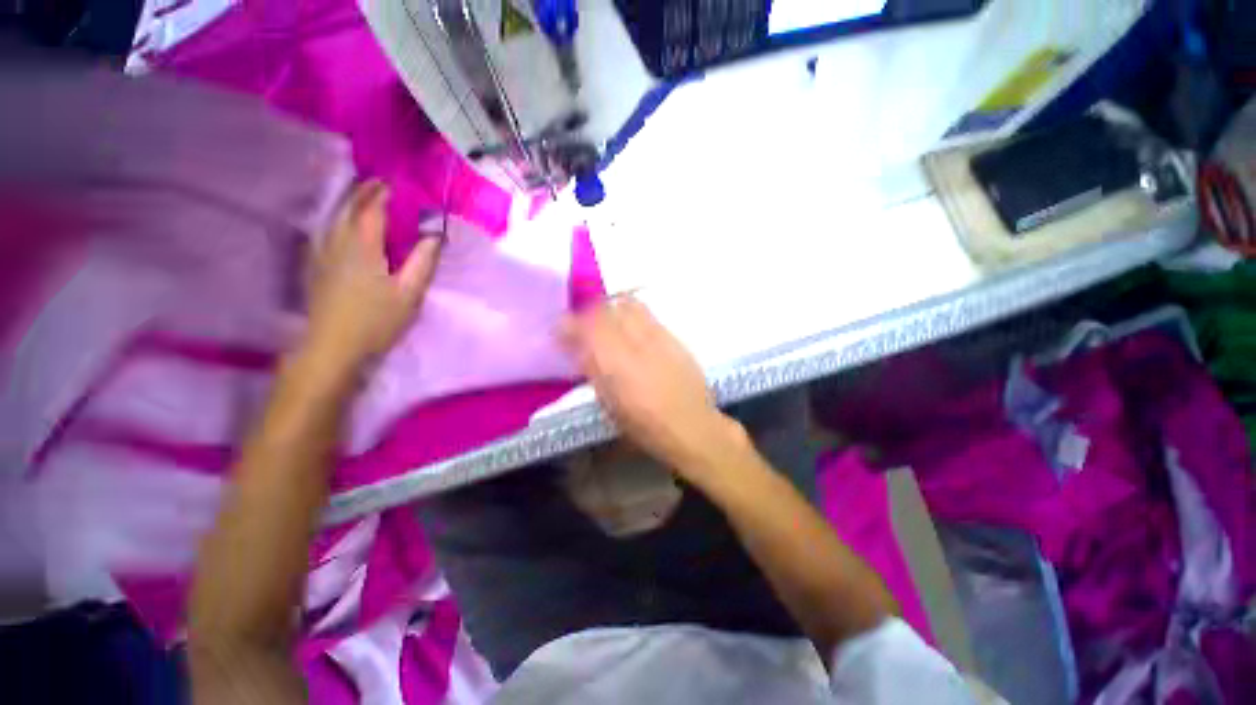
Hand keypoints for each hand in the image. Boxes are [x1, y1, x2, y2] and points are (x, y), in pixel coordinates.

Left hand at [304, 181, 441, 376]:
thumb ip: (423, 262)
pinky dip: (337, 219)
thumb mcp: (409, 293)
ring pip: (334, 217)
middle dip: (364, 192)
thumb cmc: (376, 321)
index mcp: (363, 246)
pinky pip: (326, 231)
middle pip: (349, 207)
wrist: (332, 347)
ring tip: (363, 197)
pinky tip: (341, 225)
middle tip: (381, 184)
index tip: (397, 183)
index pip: (372, 208)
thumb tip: (435, 236)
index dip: (384, 193)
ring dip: (349, 203)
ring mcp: (322, 253)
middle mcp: (338, 242)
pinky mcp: (314, 265)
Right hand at [560, 297, 744, 482]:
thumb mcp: (610, 404)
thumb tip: (579, 348)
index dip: (567, 324)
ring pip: (627, 305)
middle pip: (604, 309)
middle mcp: (635, 342)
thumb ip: (594, 371)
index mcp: (615, 364)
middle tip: (582, 326)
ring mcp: (657, 336)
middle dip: (588, 313)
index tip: (559, 329)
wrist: (691, 425)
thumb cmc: (645, 425)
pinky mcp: (673, 337)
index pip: (584, 327)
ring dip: (611, 310)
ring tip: (607, 324)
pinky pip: (647, 314)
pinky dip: (631, 315)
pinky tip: (632, 331)